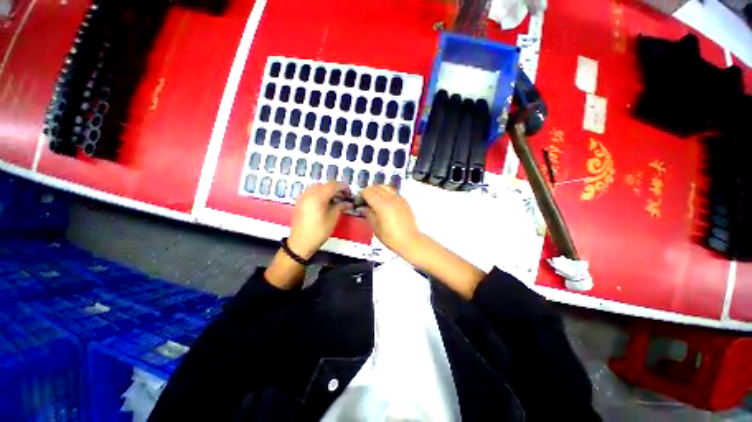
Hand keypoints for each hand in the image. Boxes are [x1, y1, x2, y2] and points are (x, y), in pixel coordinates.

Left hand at [288, 182, 350, 258]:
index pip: (333, 185)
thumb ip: (341, 207)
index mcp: (318, 196)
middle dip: (336, 189)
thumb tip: (348, 203)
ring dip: (328, 191)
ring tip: (336, 200)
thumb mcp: (333, 218)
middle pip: (325, 185)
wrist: (300, 243)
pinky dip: (320, 194)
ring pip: (318, 188)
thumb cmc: (319, 231)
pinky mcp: (300, 202)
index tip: (350, 193)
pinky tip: (326, 203)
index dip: (343, 187)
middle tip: (344, 197)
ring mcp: (303, 197)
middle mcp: (309, 193)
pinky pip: (312, 193)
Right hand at [359, 185, 421, 254]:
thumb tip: (362, 207)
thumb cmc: (390, 237)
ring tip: (374, 197)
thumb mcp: (375, 227)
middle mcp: (390, 199)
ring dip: (377, 189)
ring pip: (385, 187)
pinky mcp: (404, 200)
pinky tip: (384, 200)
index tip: (359, 199)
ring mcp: (398, 198)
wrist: (409, 240)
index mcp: (381, 206)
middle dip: (369, 191)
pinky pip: (393, 191)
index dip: (362, 194)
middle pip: (376, 188)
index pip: (369, 193)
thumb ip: (368, 214)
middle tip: (365, 198)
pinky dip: (386, 192)